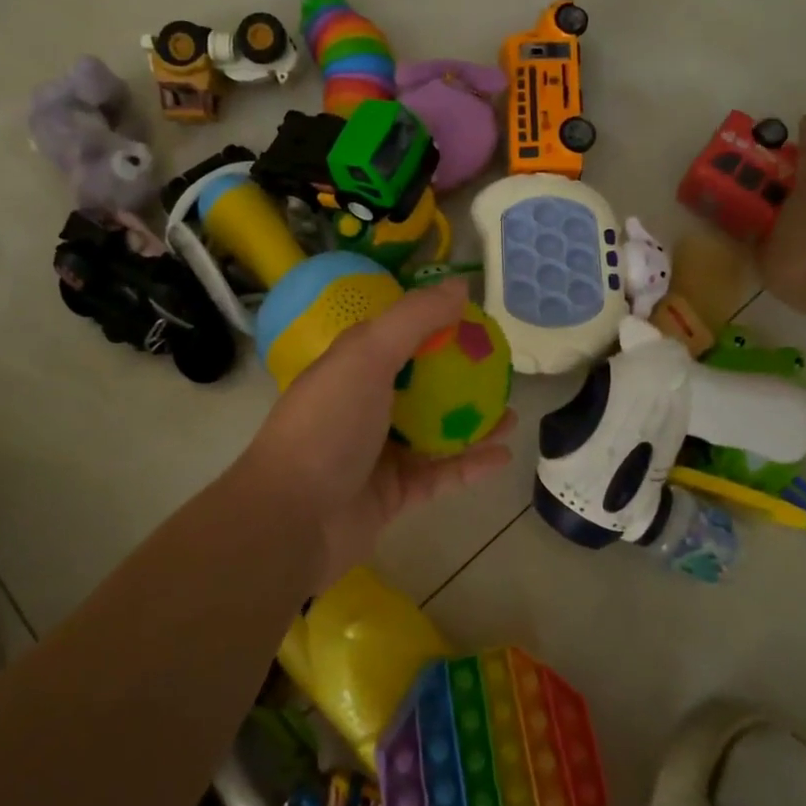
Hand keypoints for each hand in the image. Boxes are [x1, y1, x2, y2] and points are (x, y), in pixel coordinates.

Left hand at [236, 281, 515, 587]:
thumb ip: (414, 318)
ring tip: (513, 413)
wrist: (292, 520)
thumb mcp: (367, 356)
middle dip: (461, 377)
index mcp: (352, 367)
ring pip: (436, 432)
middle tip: (502, 372)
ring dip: (473, 422)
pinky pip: (440, 474)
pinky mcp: (394, 493)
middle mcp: (365, 405)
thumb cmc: (327, 425)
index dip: (435, 325)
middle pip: (421, 384)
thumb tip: (459, 285)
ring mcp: (379, 452)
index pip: (398, 336)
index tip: (477, 323)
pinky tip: (503, 455)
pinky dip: (470, 464)